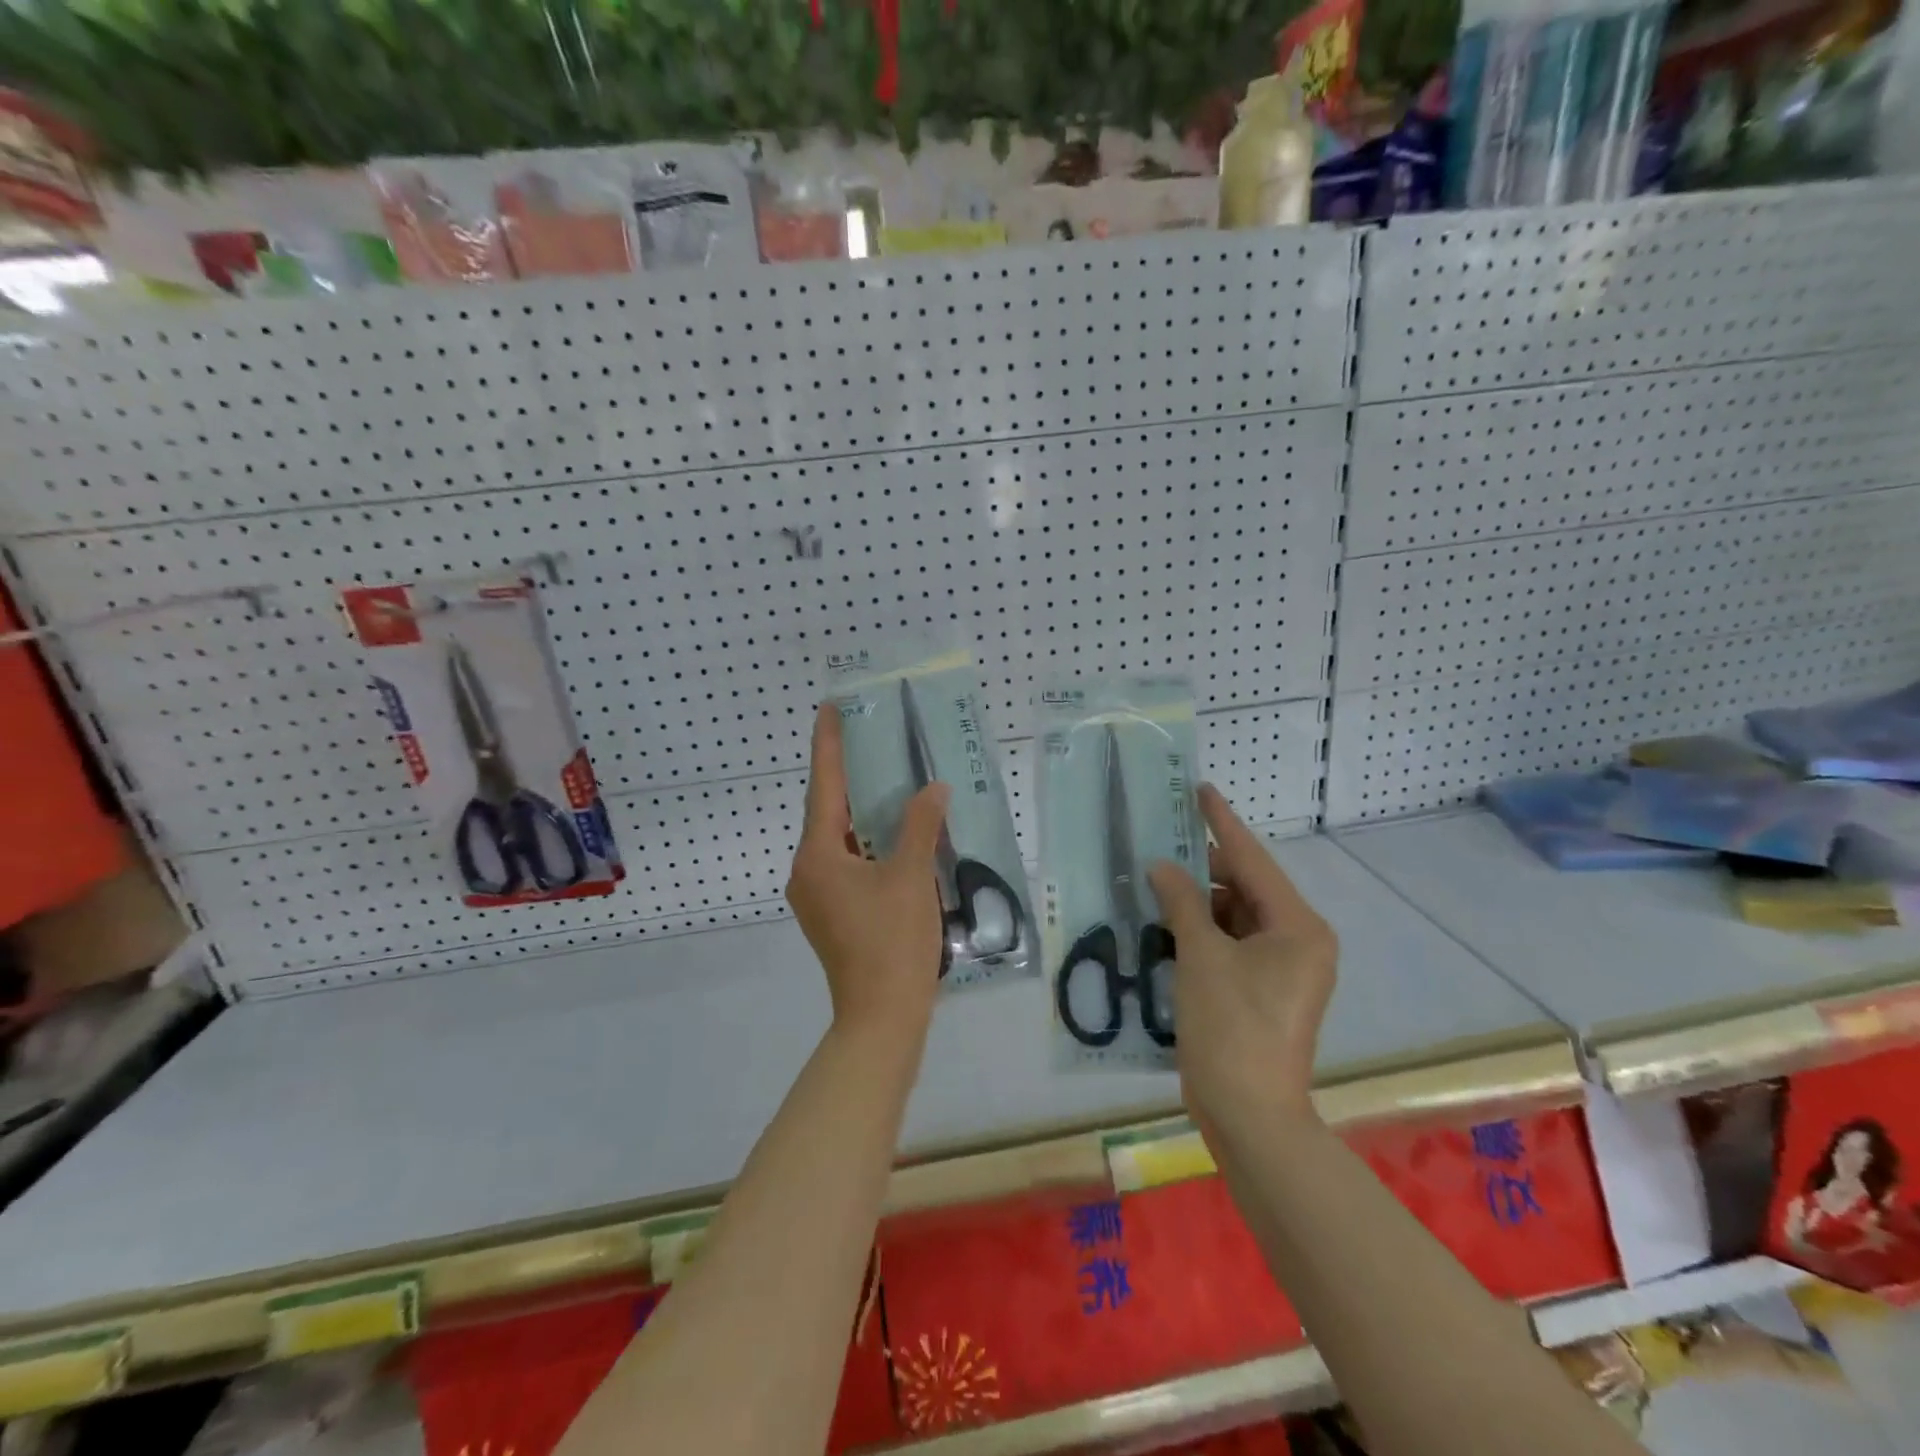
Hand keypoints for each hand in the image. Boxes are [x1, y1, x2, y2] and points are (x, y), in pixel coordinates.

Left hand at [786, 703, 951, 1037]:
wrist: (882, 1018)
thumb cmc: (893, 942)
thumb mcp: (912, 876)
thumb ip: (920, 825)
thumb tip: (933, 789)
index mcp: (818, 856)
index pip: (823, 787)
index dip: (828, 745)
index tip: (829, 708)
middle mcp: (807, 871)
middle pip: (828, 812)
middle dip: (848, 776)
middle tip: (871, 738)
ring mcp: (817, 896)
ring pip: (839, 839)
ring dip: (862, 812)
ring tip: (888, 779)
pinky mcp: (833, 914)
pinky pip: (847, 862)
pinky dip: (868, 842)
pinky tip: (895, 834)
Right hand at [1148, 784, 1336, 1143]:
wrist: (1249, 1115)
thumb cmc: (1231, 1028)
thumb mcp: (1200, 956)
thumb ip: (1181, 902)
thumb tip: (1162, 866)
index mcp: (1298, 927)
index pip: (1252, 860)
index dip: (1222, 823)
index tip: (1200, 789)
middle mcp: (1300, 941)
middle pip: (1246, 888)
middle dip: (1203, 867)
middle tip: (1161, 842)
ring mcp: (1284, 969)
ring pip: (1236, 917)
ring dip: (1198, 903)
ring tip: (1155, 882)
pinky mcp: (1265, 990)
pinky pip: (1232, 944)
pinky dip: (1202, 932)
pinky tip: (1166, 922)